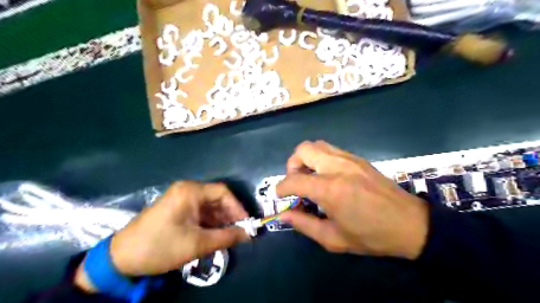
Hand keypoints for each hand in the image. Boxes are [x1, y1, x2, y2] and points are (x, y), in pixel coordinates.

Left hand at [74, 182, 249, 291]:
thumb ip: (227, 237)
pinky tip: (214, 234)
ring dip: (220, 220)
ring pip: (209, 206)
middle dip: (229, 215)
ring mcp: (180, 198)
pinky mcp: (176, 208)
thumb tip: (249, 235)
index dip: (237, 207)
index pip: (223, 192)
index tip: (246, 224)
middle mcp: (187, 190)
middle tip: (238, 232)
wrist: (121, 258)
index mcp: (191, 191)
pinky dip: (209, 222)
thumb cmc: (161, 246)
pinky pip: (199, 211)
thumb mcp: (198, 244)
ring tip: (228, 236)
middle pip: (216, 198)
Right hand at [276, 141, 427, 258]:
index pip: (294, 180)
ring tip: (310, 178)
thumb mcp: (334, 238)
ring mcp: (349, 159)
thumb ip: (304, 224)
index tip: (280, 196)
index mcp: (330, 189)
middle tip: (296, 183)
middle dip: (292, 165)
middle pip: (303, 150)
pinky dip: (321, 159)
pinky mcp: (358, 159)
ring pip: (317, 145)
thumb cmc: (372, 236)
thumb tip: (284, 215)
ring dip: (306, 159)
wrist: (411, 224)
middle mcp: (337, 167)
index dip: (281, 188)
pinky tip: (327, 176)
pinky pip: (331, 150)